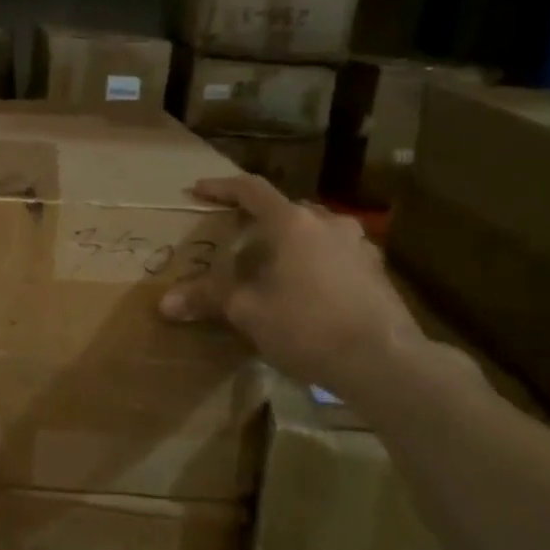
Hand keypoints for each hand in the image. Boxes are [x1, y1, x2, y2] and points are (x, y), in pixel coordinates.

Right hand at [158, 173, 424, 401]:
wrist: (385, 362)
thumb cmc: (307, 326)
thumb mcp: (248, 312)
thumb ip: (208, 298)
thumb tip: (164, 303)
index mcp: (293, 223)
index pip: (251, 190)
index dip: (221, 187)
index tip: (199, 190)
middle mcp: (328, 223)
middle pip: (285, 210)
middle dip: (257, 220)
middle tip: (234, 239)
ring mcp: (359, 245)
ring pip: (313, 232)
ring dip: (288, 242)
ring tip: (269, 267)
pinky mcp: (376, 271)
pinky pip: (334, 254)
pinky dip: (312, 262)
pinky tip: (304, 290)